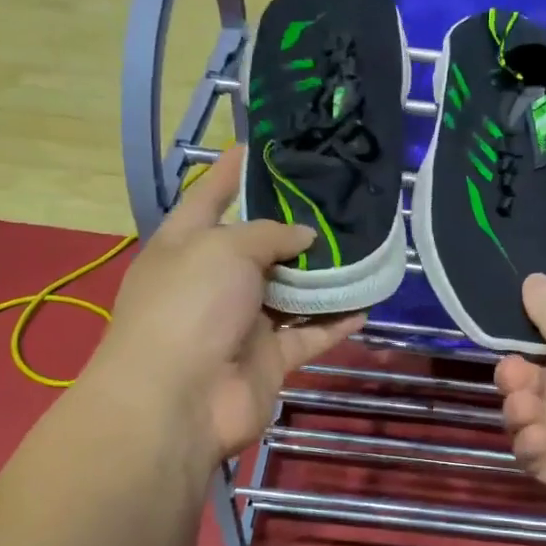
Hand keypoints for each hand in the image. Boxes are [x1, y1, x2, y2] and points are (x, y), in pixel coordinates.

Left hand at [88, 149, 361, 464]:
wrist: (179, 399)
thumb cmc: (189, 306)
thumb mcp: (224, 249)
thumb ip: (269, 234)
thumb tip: (304, 237)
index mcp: (186, 245)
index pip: (210, 196)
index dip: (233, 170)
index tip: (261, 146)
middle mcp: (214, 281)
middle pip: (259, 246)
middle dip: (294, 226)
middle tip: (338, 199)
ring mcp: (242, 323)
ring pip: (290, 293)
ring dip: (322, 277)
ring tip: (362, 247)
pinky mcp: (269, 359)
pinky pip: (309, 336)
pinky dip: (334, 323)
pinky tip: (366, 303)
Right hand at [495, 275, 545, 530]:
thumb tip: (533, 278)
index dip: (529, 343)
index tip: (511, 339)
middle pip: (535, 383)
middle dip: (516, 377)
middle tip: (512, 376)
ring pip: (529, 418)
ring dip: (520, 410)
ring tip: (527, 410)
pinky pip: (535, 455)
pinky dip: (532, 445)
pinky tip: (541, 440)